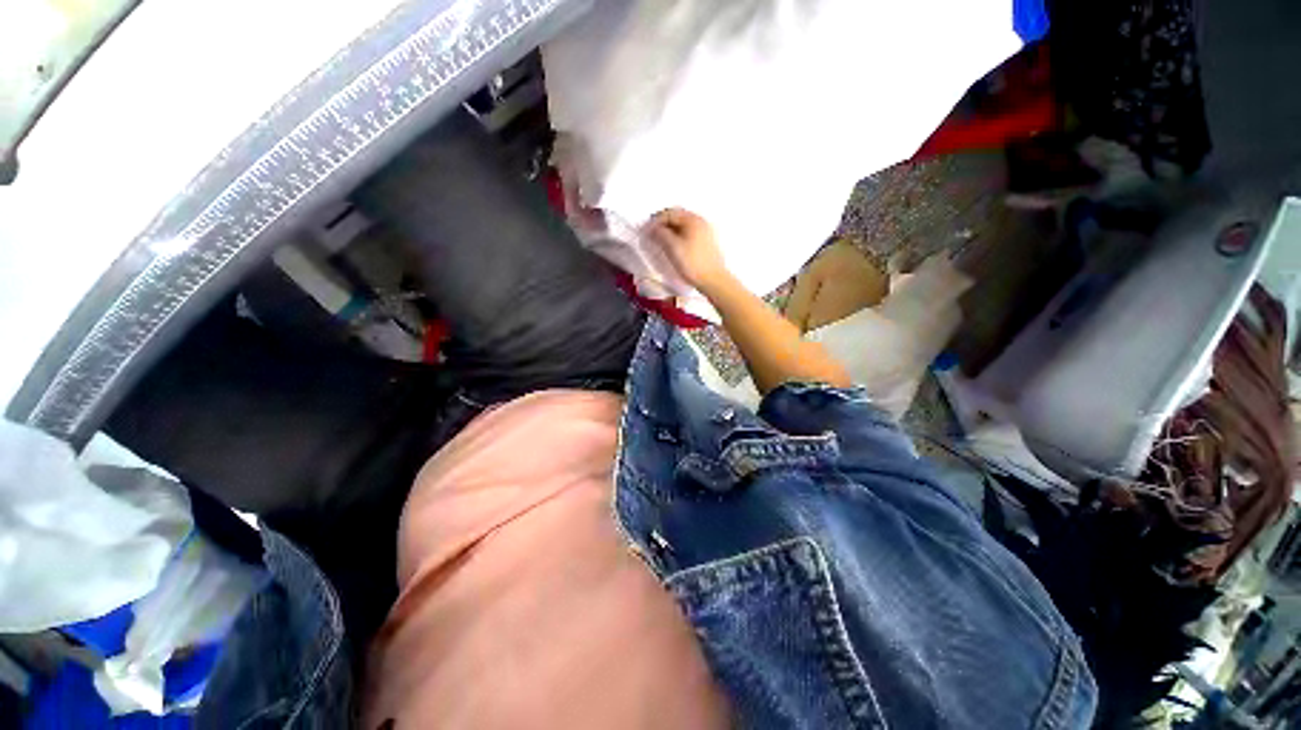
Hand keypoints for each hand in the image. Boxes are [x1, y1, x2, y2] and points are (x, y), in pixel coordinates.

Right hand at [648, 208, 730, 292]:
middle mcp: (701, 222)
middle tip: (652, 235)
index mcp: (693, 219)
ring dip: (670, 231)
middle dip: (662, 225)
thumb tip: (653, 228)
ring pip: (683, 226)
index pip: (670, 213)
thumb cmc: (693, 264)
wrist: (713, 280)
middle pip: (677, 217)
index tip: (646, 231)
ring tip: (660, 242)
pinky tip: (673, 247)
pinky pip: (689, 234)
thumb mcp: (673, 247)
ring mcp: (705, 232)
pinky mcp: (706, 243)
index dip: (655, 221)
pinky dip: (678, 237)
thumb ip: (661, 234)